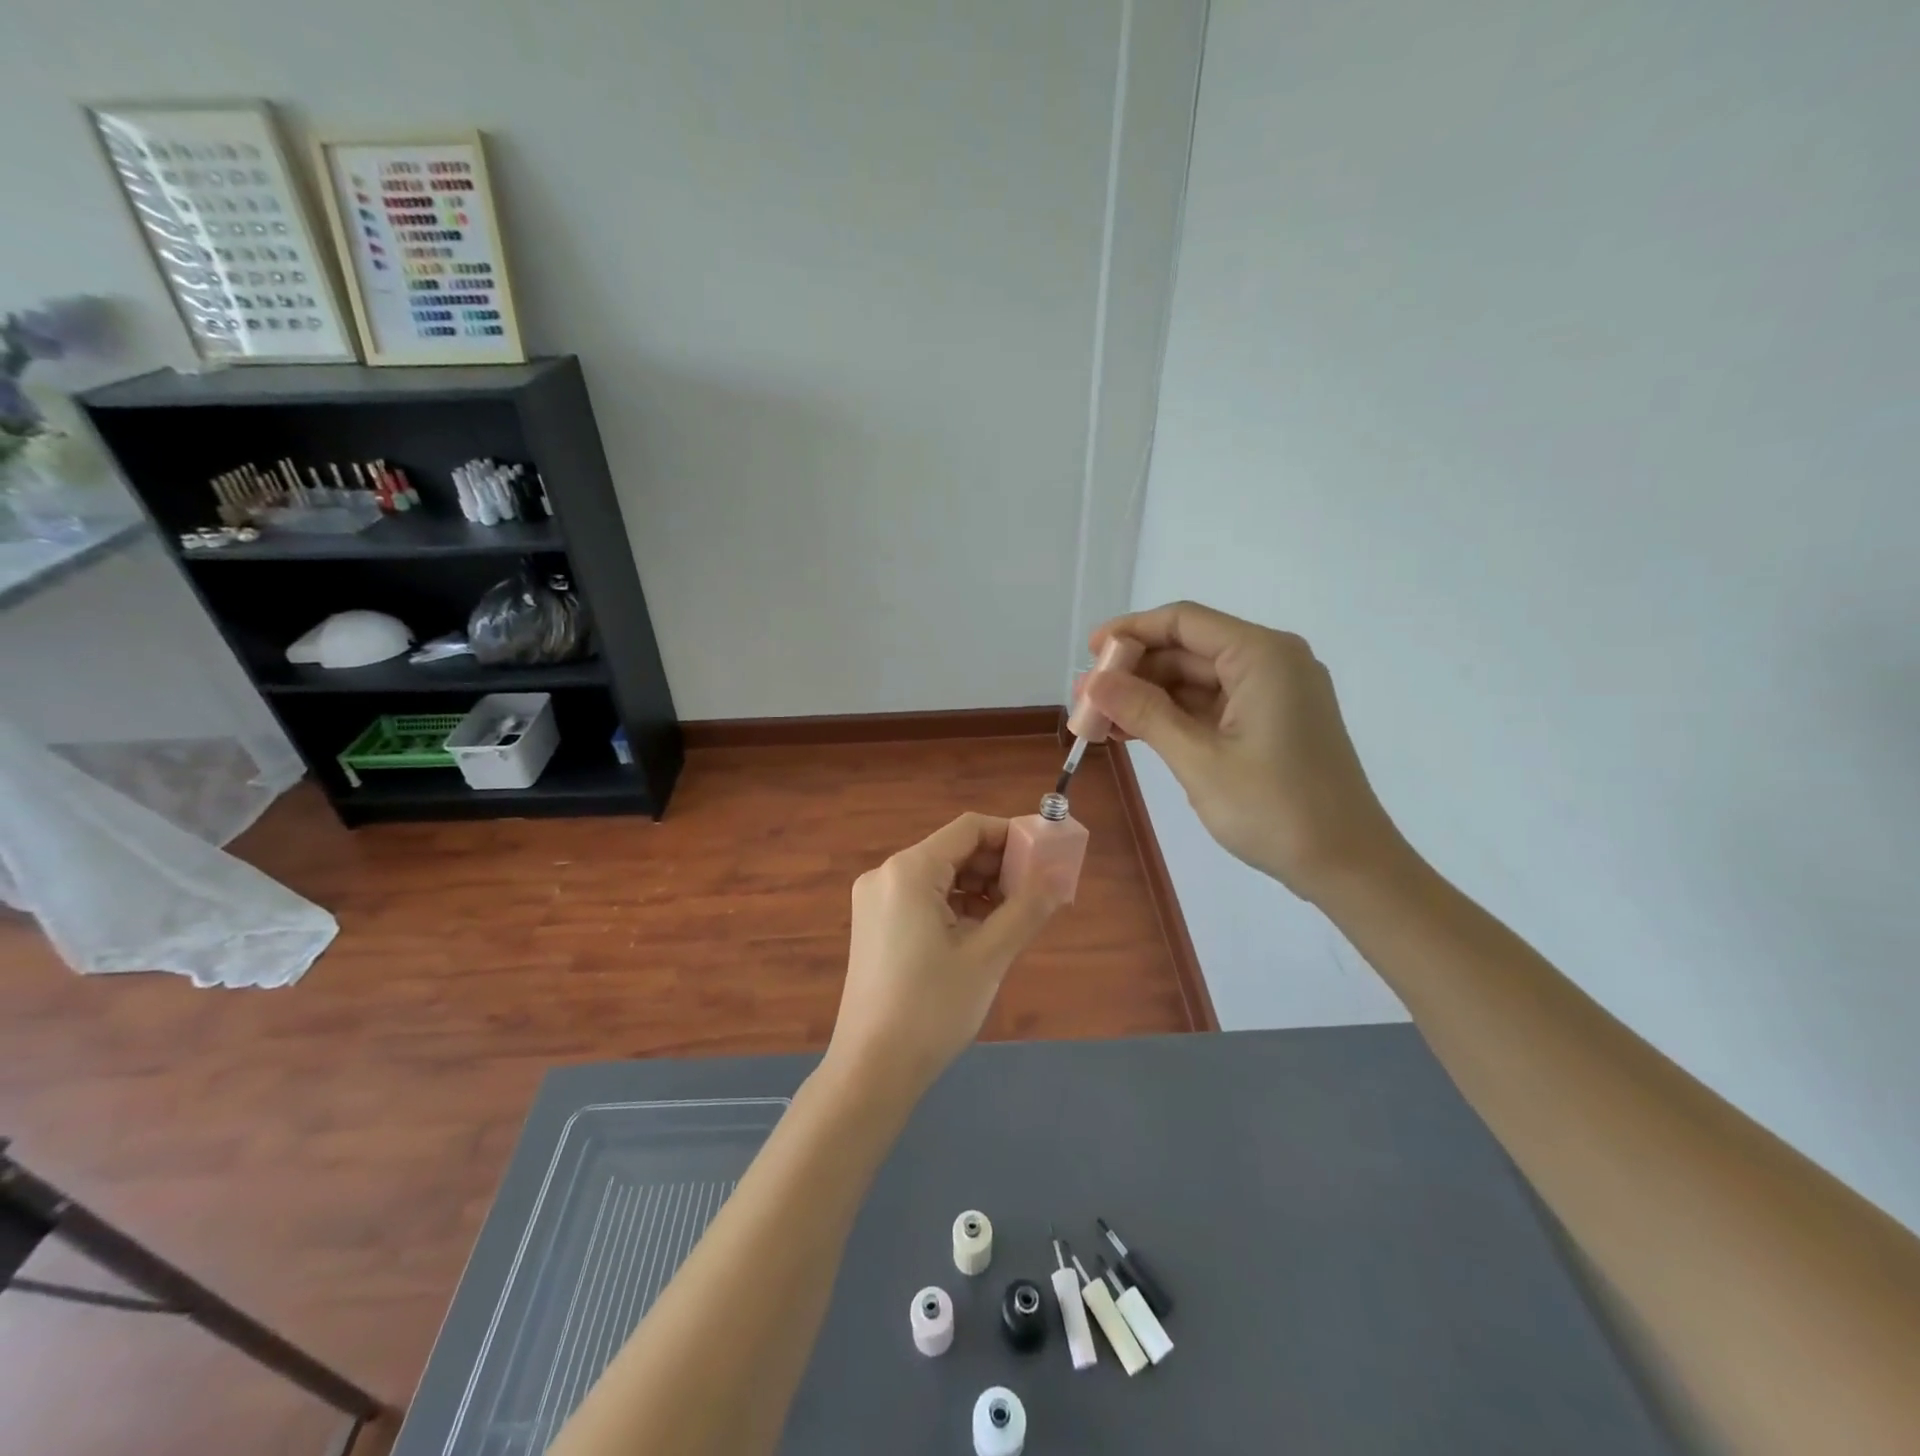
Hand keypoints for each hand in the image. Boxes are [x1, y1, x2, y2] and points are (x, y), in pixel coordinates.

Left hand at [825, 813, 1061, 1100]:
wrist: (871, 1069)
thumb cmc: (932, 1008)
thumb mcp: (988, 956)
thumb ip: (1027, 908)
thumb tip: (1060, 875)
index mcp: (909, 870)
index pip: (969, 828)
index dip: (1012, 835)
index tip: (1046, 856)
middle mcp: (886, 874)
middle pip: (953, 850)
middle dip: (998, 866)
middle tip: (1037, 893)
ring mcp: (875, 901)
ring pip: (939, 876)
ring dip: (979, 888)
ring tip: (1015, 917)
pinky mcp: (874, 925)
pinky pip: (923, 899)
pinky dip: (955, 907)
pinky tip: (982, 933)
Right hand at [1080, 601, 1409, 904]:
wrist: (1347, 866)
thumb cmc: (1275, 809)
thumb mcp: (1199, 760)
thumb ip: (1144, 713)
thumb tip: (1093, 681)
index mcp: (1262, 656)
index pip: (1184, 622)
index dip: (1131, 631)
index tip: (1089, 653)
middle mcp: (1272, 662)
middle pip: (1190, 648)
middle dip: (1136, 671)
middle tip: (1087, 698)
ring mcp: (1275, 694)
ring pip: (1198, 679)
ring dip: (1150, 697)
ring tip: (1102, 720)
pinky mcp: (1272, 722)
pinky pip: (1213, 705)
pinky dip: (1175, 716)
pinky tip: (1135, 733)